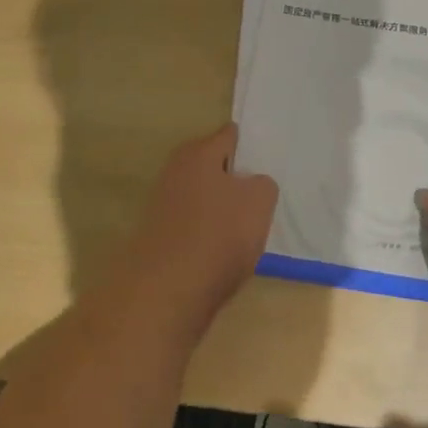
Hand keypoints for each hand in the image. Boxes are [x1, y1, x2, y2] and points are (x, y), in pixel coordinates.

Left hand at [126, 124, 278, 334]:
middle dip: (235, 179)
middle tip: (262, 196)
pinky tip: (225, 251)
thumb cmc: (218, 234)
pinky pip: (194, 225)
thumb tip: (252, 185)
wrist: (167, 292)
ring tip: (248, 228)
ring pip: (204, 197)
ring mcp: (163, 204)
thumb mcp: (259, 202)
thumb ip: (262, 184)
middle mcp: (176, 170)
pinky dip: (208, 233)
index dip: (250, 146)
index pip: (229, 135)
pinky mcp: (160, 236)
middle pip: (214, 167)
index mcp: (198, 152)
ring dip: (222, 208)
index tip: (267, 160)